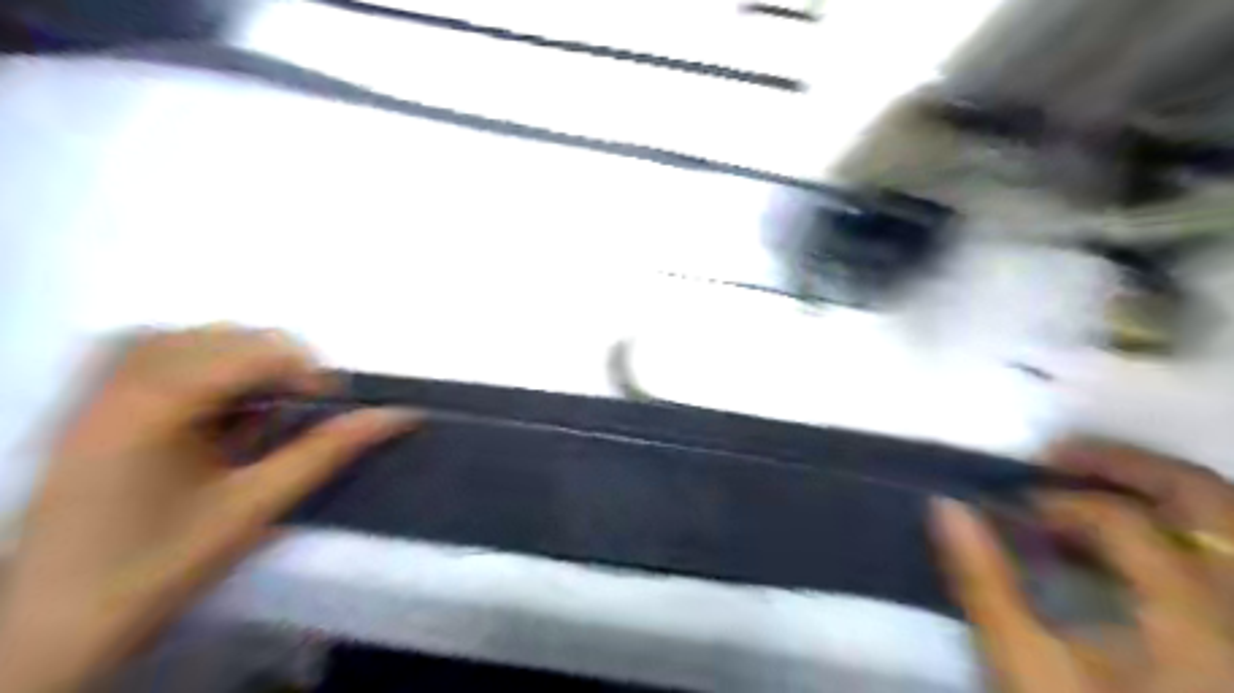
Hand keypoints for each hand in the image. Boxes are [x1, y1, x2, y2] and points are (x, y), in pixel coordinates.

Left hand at [0, 327, 420, 689]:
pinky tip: (206, 400)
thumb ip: (328, 451)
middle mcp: (117, 382)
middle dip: (274, 364)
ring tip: (254, 404)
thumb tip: (397, 415)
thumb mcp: (255, 507)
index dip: (305, 371)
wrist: (43, 625)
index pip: (252, 350)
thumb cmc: (158, 565)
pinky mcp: (82, 405)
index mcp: (156, 406)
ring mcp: (90, 391)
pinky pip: (142, 352)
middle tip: (294, 412)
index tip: (328, 407)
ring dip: (234, 360)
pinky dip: (190, 361)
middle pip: (220, 334)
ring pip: (182, 336)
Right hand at [936, 438, 1233, 691]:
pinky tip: (1132, 536)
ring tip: (1092, 482)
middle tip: (1056, 454)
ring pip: (1226, 521)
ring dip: (1155, 488)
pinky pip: (1225, 552)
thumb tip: (947, 506)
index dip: (1055, 501)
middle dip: (1123, 463)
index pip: (1121, 520)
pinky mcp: (1229, 627)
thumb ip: (985, 582)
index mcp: (1190, 614)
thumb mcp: (1025, 663)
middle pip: (1203, 498)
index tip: (1007, 508)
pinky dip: (1179, 527)